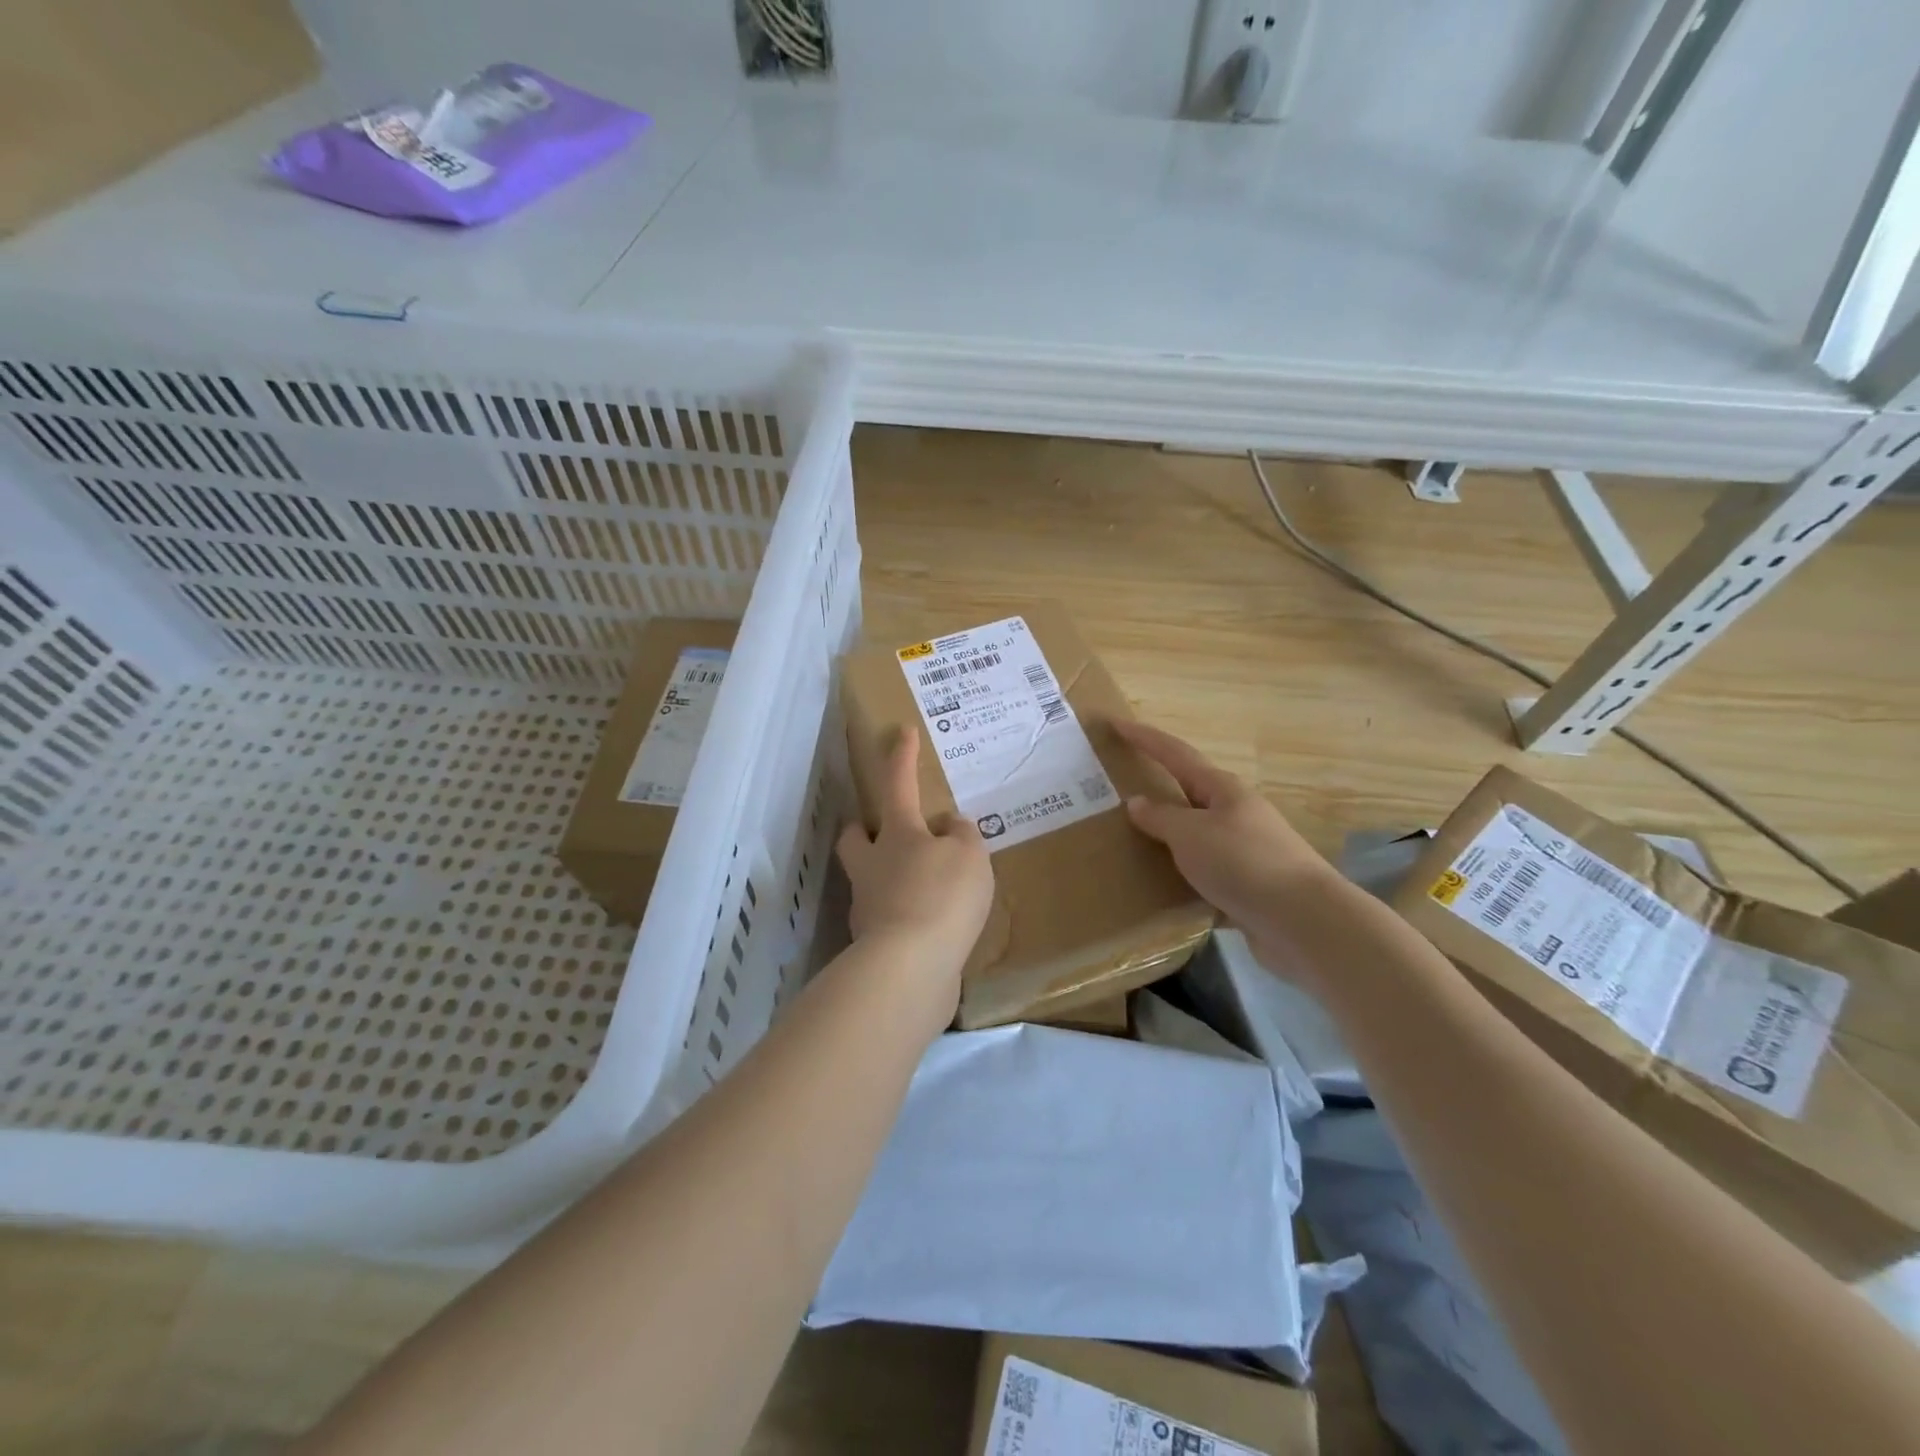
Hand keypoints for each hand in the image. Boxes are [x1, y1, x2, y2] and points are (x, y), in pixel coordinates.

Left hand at [837, 729, 994, 1003]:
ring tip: (930, 886)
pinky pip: (890, 919)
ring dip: (891, 877)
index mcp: (897, 835)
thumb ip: (963, 836)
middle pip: (855, 837)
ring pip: (870, 880)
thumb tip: (949, 828)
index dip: (901, 757)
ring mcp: (868, 907)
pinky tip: (934, 927)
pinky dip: (907, 916)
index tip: (901, 731)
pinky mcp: (875, 946)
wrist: (910, 969)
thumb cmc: (941, 897)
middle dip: (865, 828)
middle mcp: (873, 866)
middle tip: (890, 831)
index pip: (897, 784)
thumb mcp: (970, 856)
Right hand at [1114, 719, 1334, 968]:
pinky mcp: (1246, 885)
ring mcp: (1244, 850)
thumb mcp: (1191, 835)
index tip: (1116, 724)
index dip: (1145, 738)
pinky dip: (1181, 875)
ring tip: (1130, 841)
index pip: (1175, 754)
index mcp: (1222, 790)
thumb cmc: (1243, 862)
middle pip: (1188, 793)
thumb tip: (1136, 802)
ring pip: (1195, 836)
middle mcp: (1235, 813)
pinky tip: (1160, 888)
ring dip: (1167, 836)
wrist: (1302, 920)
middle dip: (1157, 788)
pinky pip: (1203, 872)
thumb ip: (1160, 818)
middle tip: (1119, 787)